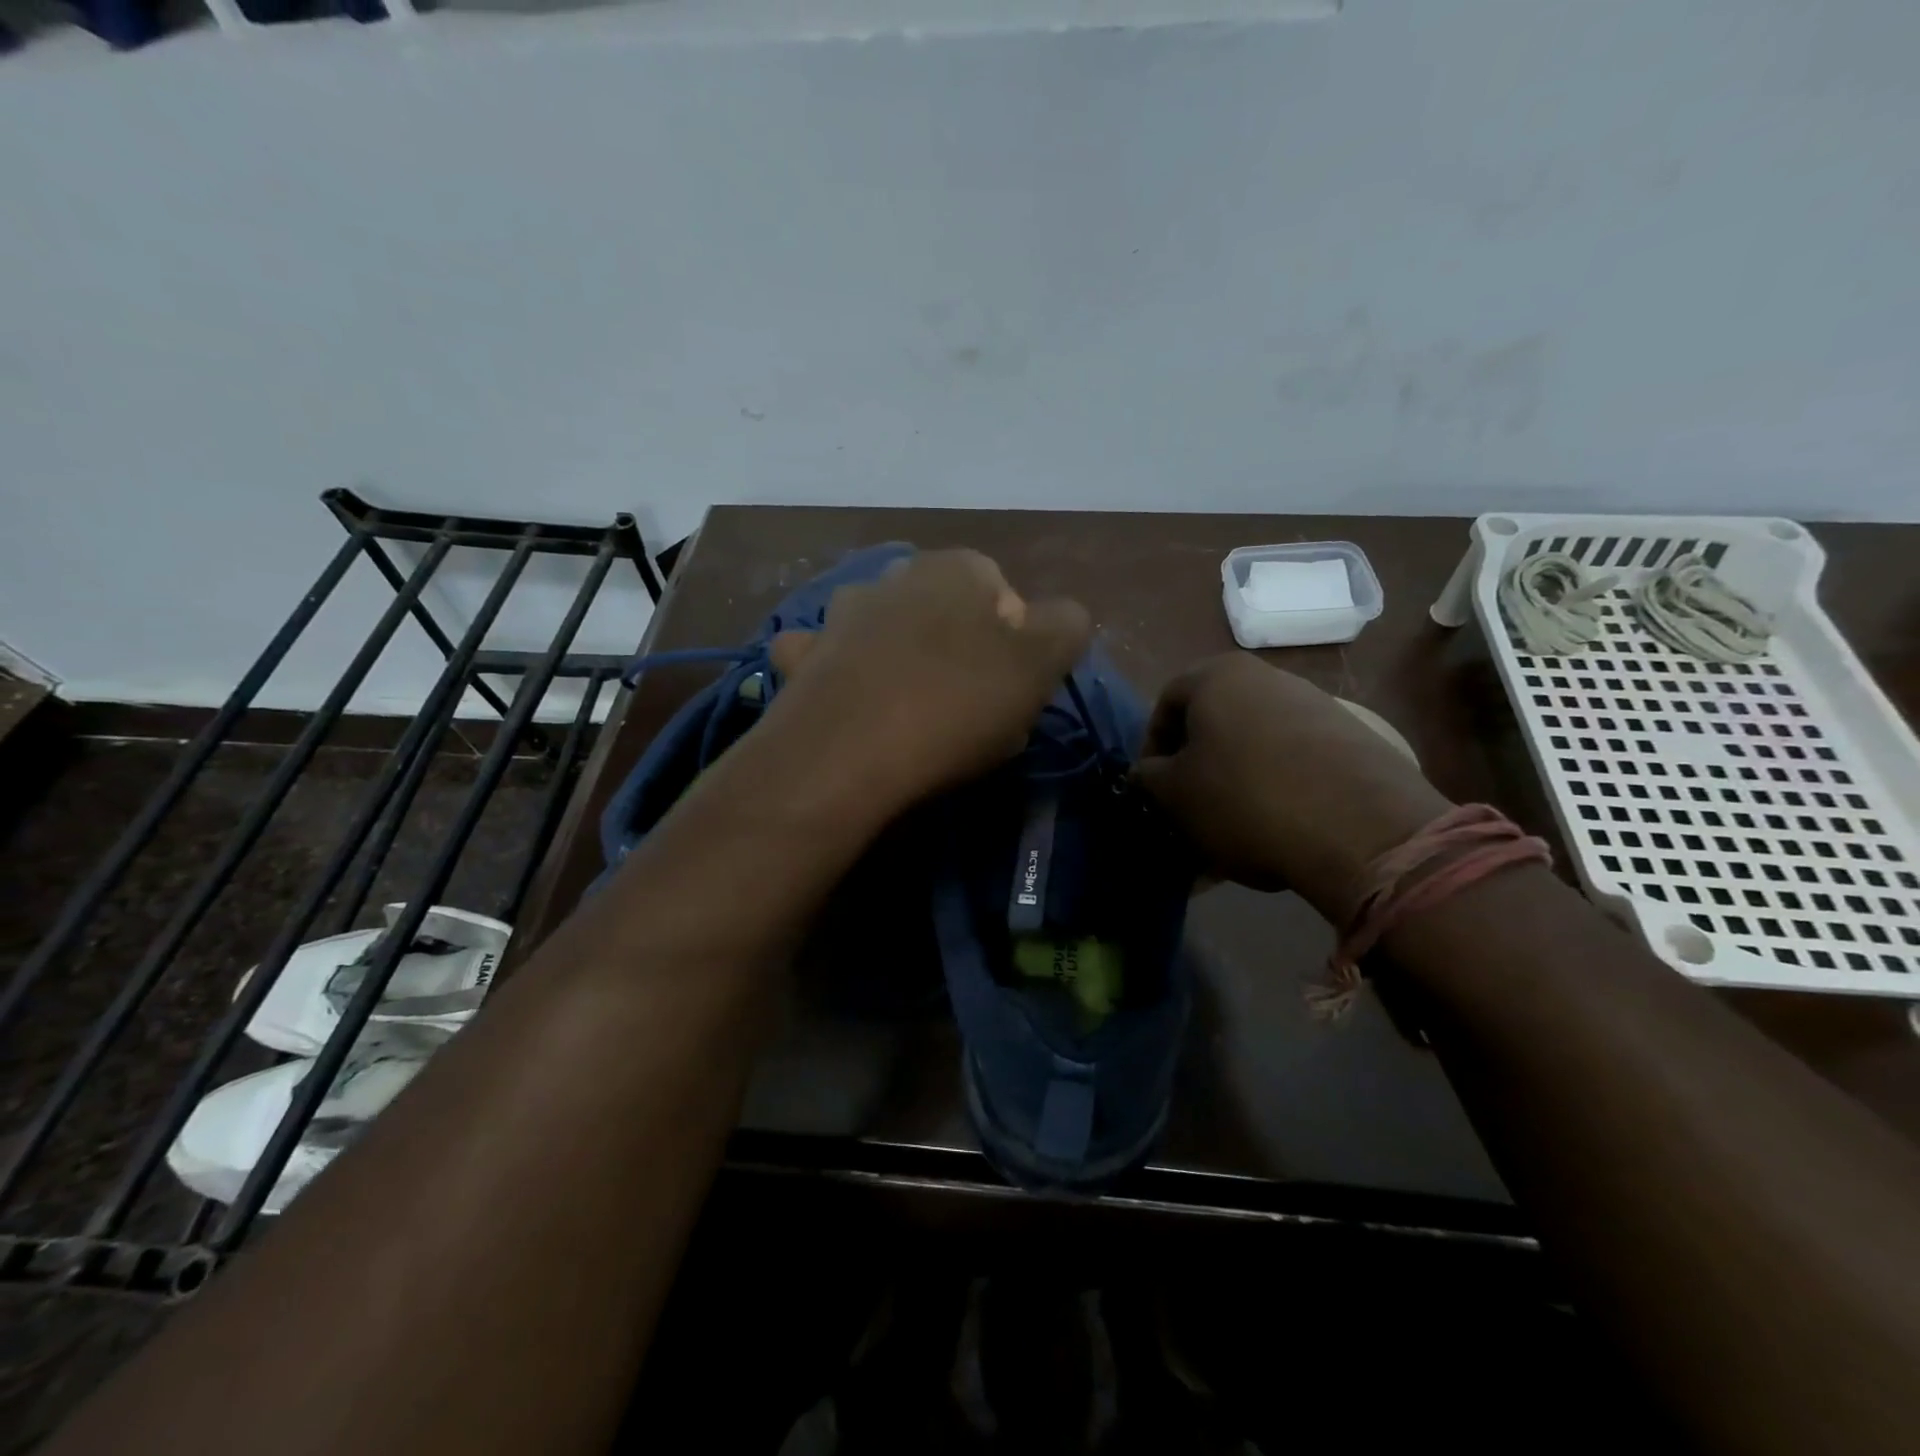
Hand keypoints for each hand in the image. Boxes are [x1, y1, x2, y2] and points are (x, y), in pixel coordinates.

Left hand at [763, 550, 1092, 811]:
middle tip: (969, 713)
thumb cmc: (955, 705)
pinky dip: (843, 675)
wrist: (844, 754)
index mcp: (956, 569)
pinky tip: (854, 708)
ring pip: (889, 634)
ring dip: (904, 663)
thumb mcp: (1040, 666)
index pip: (1006, 599)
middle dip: (962, 656)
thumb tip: (1059, 619)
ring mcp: (841, 614)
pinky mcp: (802, 656)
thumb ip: (1066, 626)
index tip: (1012, 695)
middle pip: (946, 617)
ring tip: (912, 719)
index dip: (1017, 650)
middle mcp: (895, 576)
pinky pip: (831, 659)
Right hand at [1135, 653, 1451, 915]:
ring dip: (1234, 780)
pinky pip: (1294, 761)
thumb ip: (1148, 776)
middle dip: (1196, 765)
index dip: (1152, 746)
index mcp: (1218, 676)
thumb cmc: (1244, 798)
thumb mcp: (1174, 793)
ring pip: (1254, 744)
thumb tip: (1146, 772)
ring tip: (1231, 827)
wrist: (1362, 829)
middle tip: (1189, 807)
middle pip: (1214, 721)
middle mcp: (1268, 677)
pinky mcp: (1352, 739)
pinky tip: (1275, 828)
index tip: (1153, 786)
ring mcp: (1317, 705)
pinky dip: (1275, 789)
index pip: (1166, 702)